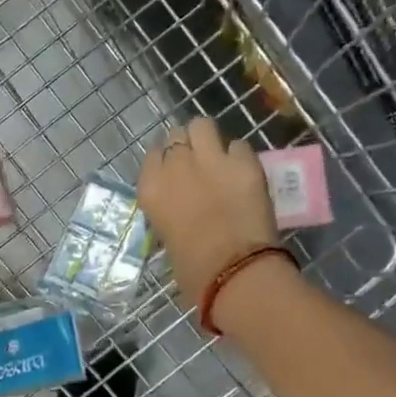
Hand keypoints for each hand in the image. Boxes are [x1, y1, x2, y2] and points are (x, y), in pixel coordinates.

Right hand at [138, 117, 280, 306]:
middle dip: (187, 146)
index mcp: (151, 187)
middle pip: (176, 135)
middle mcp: (176, 165)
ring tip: (219, 157)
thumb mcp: (167, 236)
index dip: (166, 162)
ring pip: (202, 125)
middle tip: (198, 164)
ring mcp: (211, 159)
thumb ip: (170, 210)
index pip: (152, 155)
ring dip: (209, 139)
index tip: (175, 173)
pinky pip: (239, 145)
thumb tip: (181, 206)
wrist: (233, 271)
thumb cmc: (193, 269)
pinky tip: (244, 173)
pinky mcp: (244, 162)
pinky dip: (239, 157)